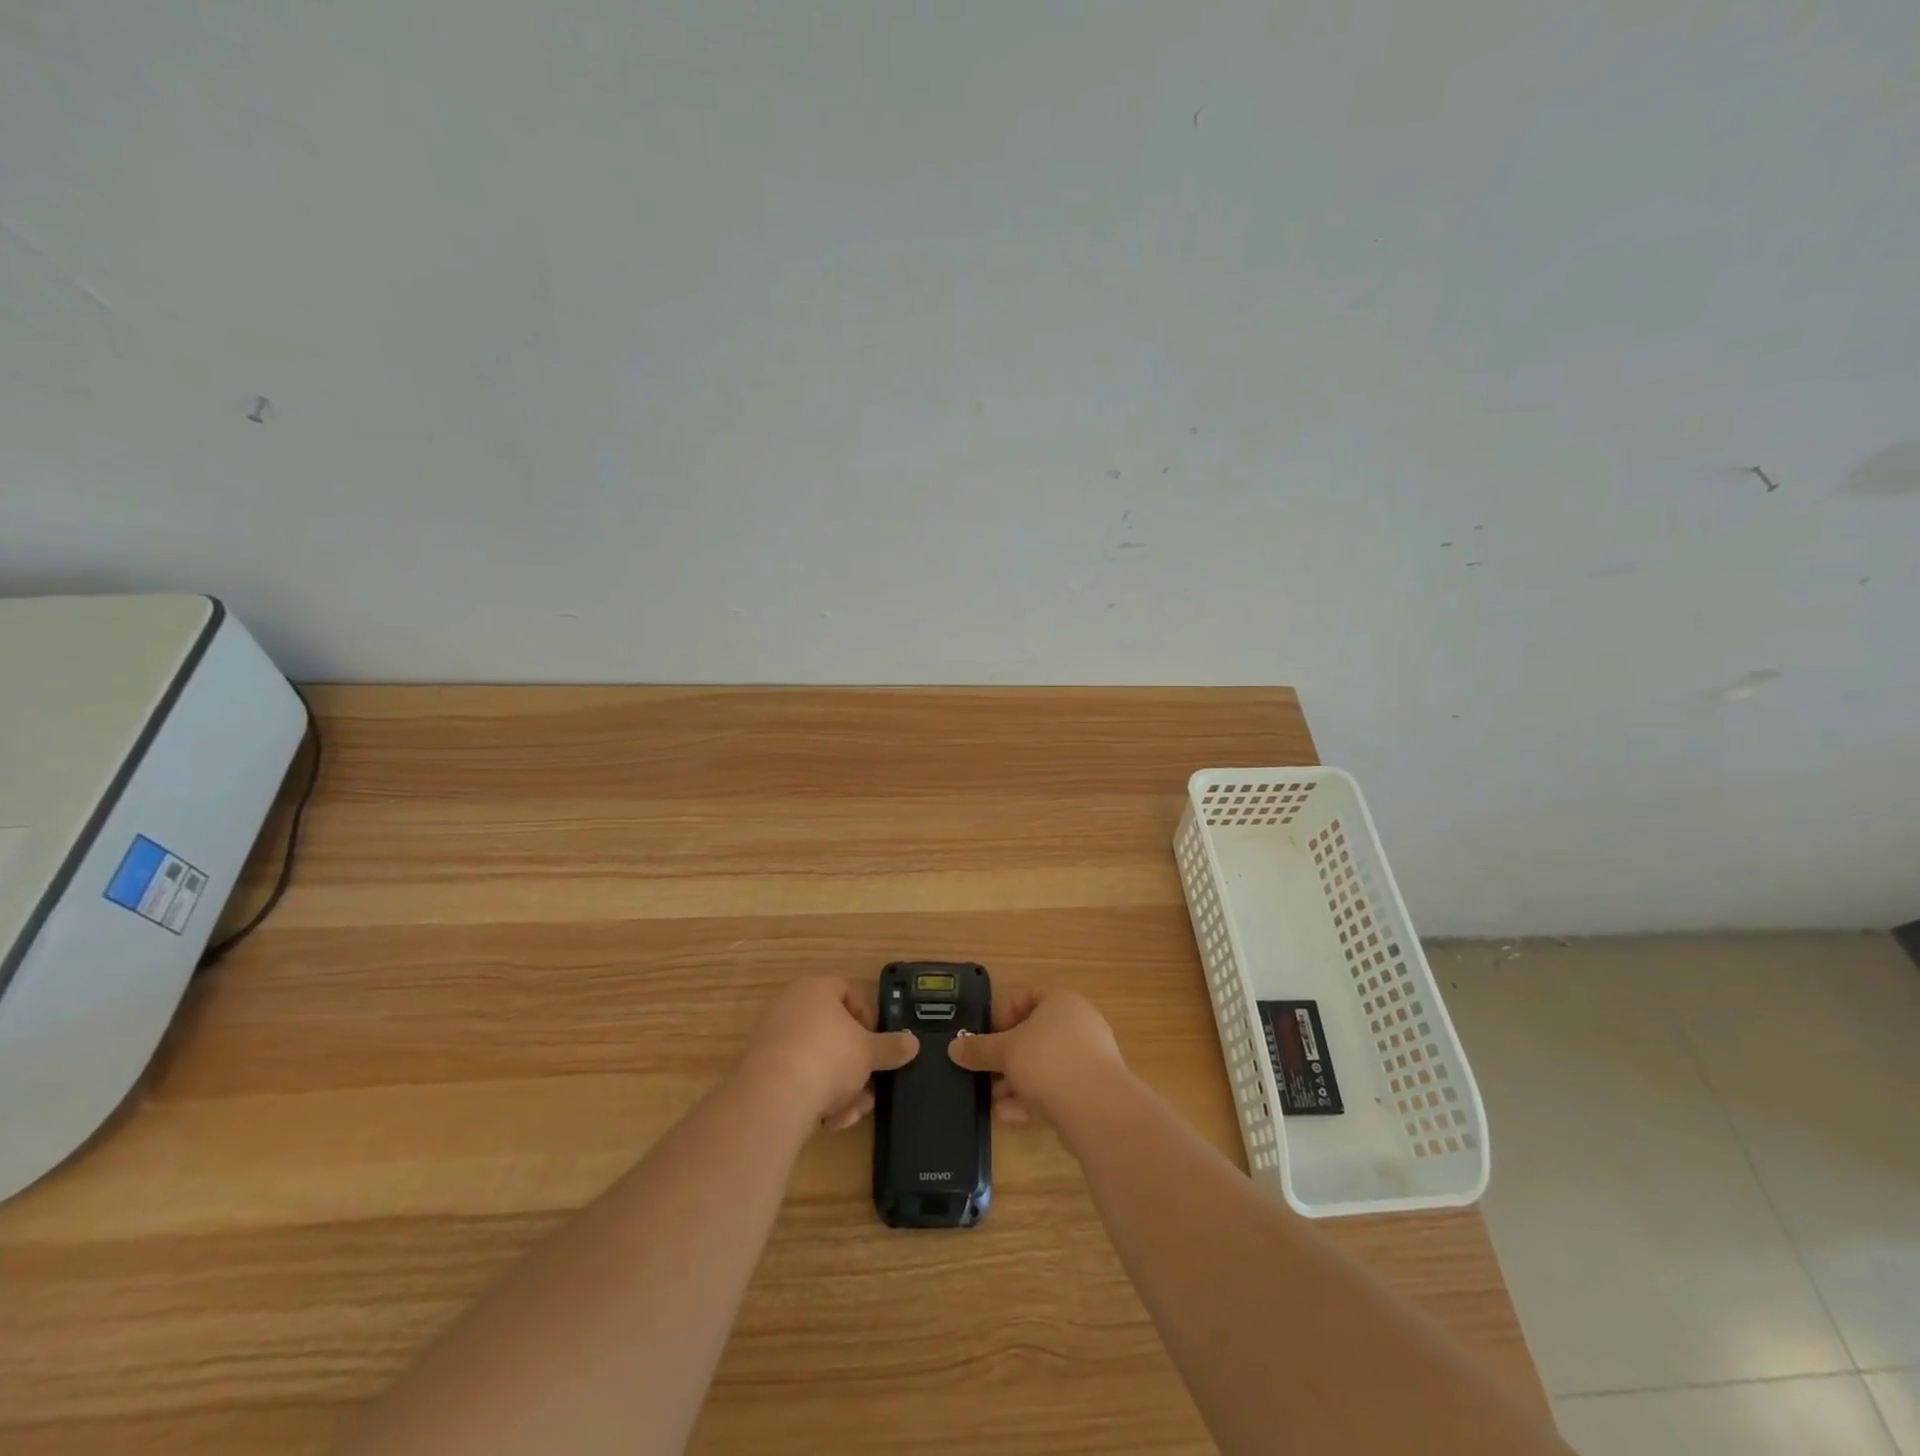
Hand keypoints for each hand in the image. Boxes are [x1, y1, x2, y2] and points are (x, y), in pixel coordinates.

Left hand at [740, 977, 919, 1130]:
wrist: (774, 1097)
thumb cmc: (829, 1057)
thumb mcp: (869, 1052)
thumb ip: (892, 1047)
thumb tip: (913, 1043)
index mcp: (815, 989)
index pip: (846, 990)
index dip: (866, 1015)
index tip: (876, 1042)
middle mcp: (790, 1007)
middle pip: (832, 1032)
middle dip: (854, 1063)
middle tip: (867, 1084)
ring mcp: (772, 1039)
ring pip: (817, 1061)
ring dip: (838, 1087)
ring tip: (852, 1112)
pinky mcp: (761, 1072)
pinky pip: (797, 1079)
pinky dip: (815, 1097)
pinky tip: (828, 1121)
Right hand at [947, 988, 1127, 1125]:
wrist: (1097, 1110)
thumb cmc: (1048, 1062)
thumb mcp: (1005, 1052)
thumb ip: (978, 1049)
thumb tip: (954, 1047)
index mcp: (1062, 1002)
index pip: (1027, 997)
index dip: (1003, 1014)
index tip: (985, 1037)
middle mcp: (1080, 1024)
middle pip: (1035, 1034)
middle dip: (1008, 1055)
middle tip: (987, 1071)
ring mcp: (1090, 1058)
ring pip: (1045, 1064)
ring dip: (1017, 1080)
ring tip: (994, 1098)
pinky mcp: (1093, 1090)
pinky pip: (1057, 1088)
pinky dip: (1033, 1098)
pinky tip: (1010, 1115)